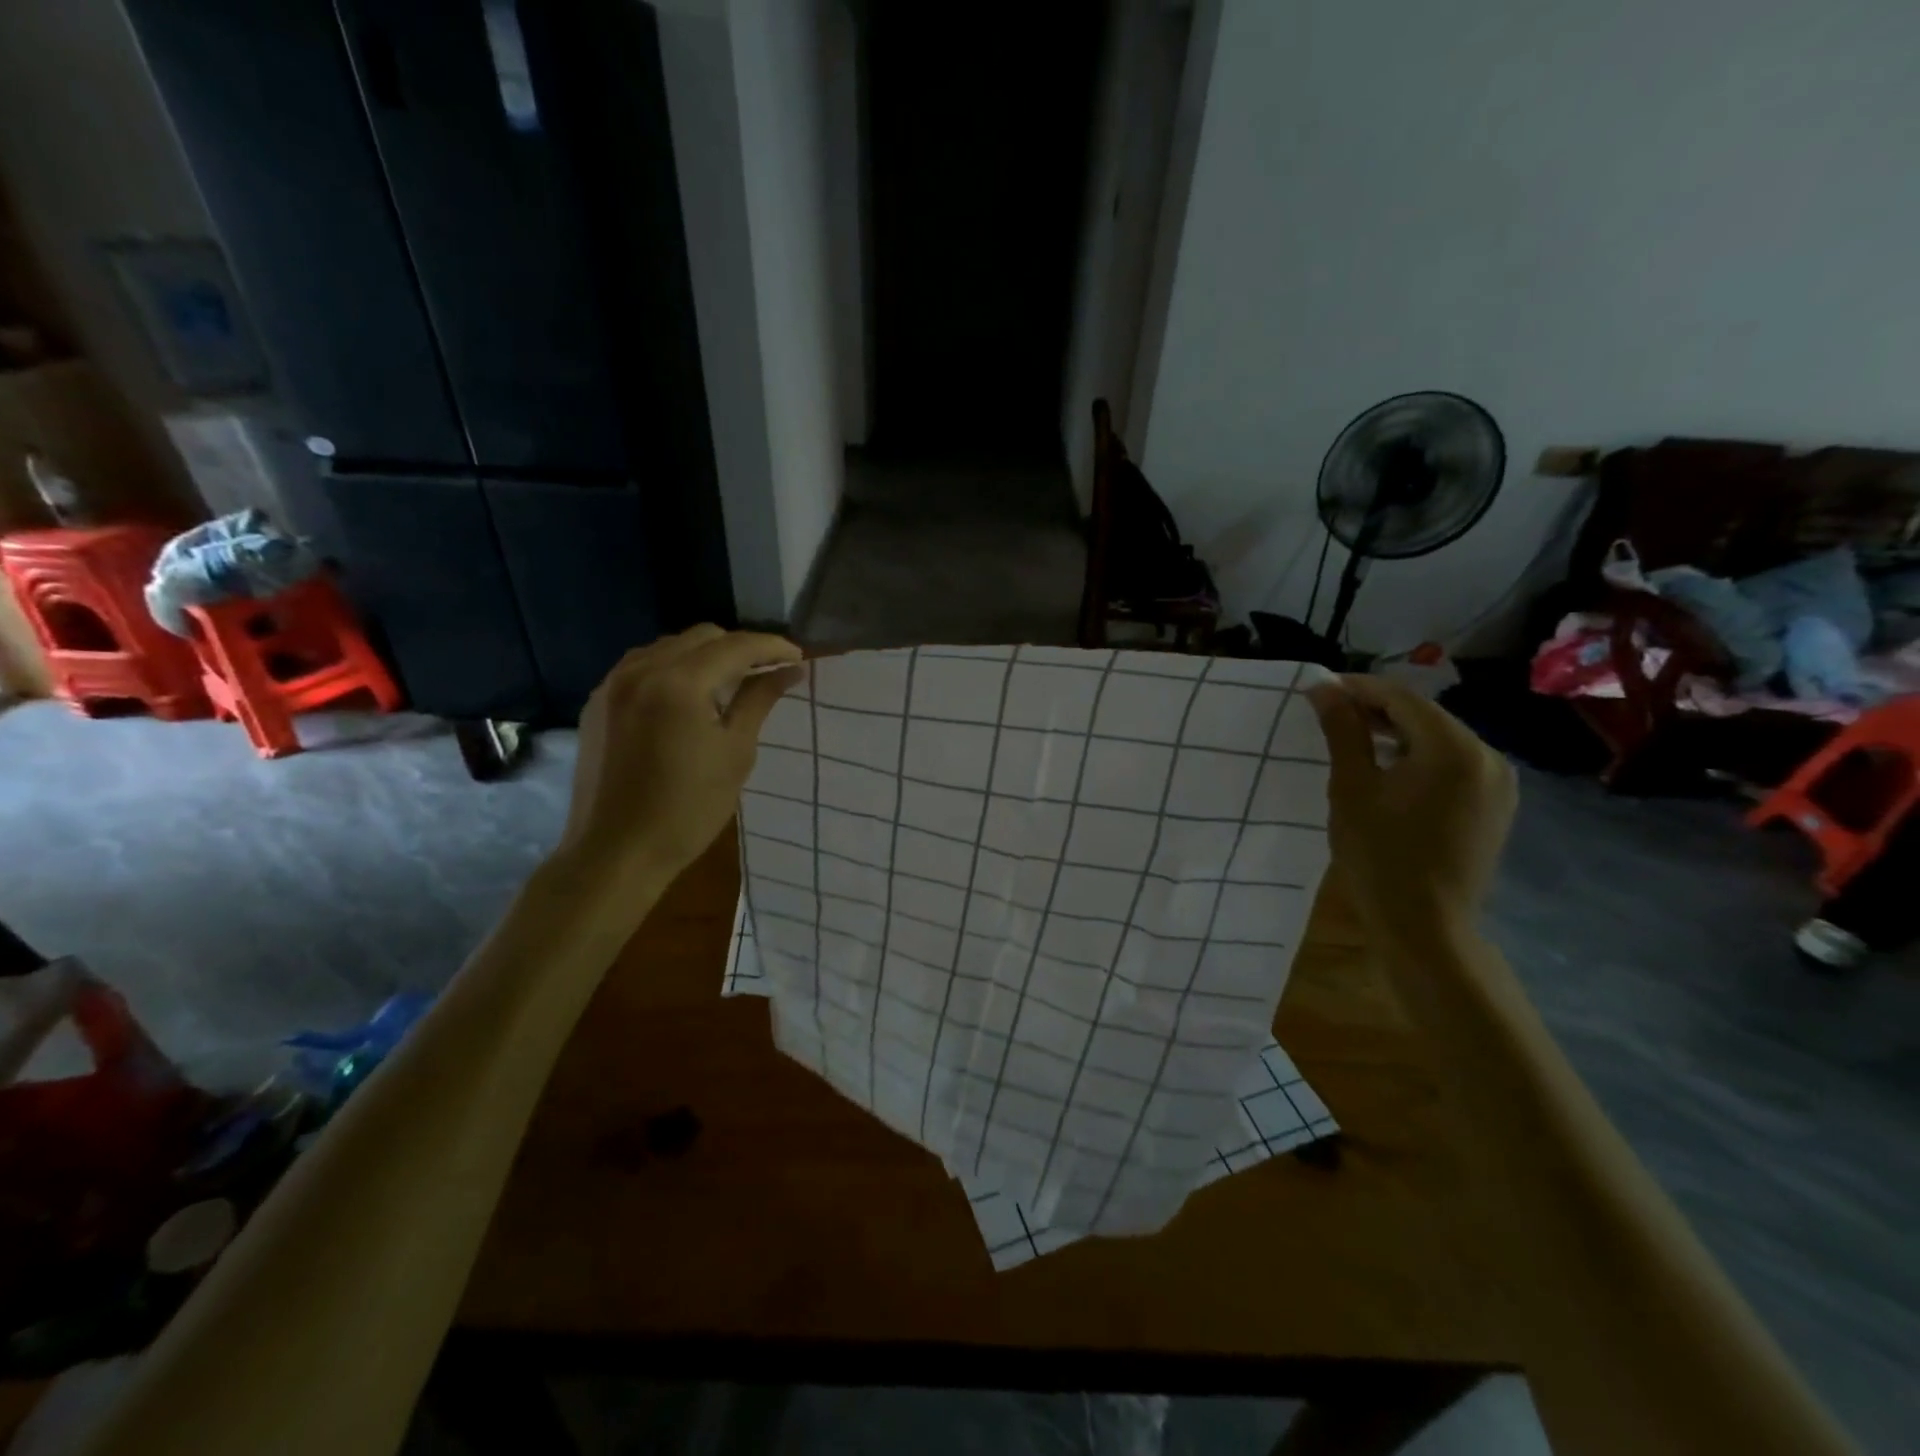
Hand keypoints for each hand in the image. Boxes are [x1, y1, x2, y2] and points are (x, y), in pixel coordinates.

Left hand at [557, 626, 803, 886]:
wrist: (617, 852)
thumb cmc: (688, 809)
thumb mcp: (736, 753)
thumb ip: (760, 700)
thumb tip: (790, 670)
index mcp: (678, 683)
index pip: (736, 646)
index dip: (772, 647)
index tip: (798, 659)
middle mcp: (641, 670)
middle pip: (702, 637)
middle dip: (739, 648)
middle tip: (767, 672)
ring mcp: (613, 684)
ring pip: (669, 647)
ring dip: (705, 656)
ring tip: (729, 683)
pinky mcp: (598, 703)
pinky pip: (642, 666)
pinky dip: (673, 669)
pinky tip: (687, 698)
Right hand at [1308, 674, 1515, 950]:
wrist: (1425, 927)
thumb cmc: (1379, 856)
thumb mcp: (1352, 789)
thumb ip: (1342, 732)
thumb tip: (1324, 689)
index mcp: (1454, 749)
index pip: (1402, 697)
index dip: (1358, 688)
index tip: (1319, 690)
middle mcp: (1488, 756)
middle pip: (1425, 715)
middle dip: (1377, 709)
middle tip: (1330, 714)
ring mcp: (1498, 782)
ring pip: (1440, 739)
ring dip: (1398, 733)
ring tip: (1353, 739)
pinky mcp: (1496, 805)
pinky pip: (1454, 764)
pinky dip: (1419, 757)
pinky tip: (1389, 769)